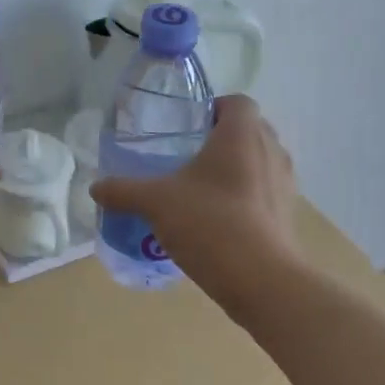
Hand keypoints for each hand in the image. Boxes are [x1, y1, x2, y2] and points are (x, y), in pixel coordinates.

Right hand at [89, 95, 302, 297]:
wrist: (263, 282)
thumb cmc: (211, 223)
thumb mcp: (156, 203)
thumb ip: (124, 191)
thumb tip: (95, 187)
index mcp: (242, 134)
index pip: (238, 102)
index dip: (215, 109)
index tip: (189, 128)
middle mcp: (271, 151)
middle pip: (249, 131)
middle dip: (221, 140)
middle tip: (187, 157)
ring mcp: (284, 184)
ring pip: (259, 162)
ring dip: (236, 169)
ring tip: (201, 190)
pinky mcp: (288, 215)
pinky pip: (264, 193)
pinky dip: (246, 198)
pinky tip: (218, 220)